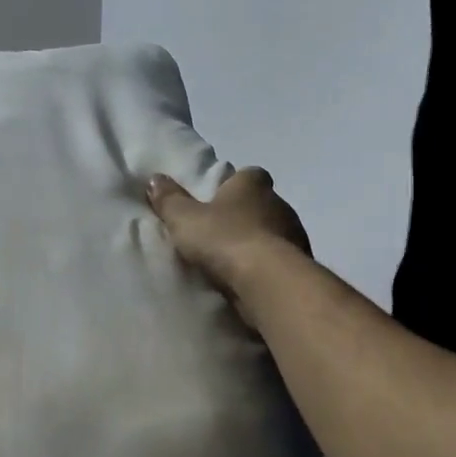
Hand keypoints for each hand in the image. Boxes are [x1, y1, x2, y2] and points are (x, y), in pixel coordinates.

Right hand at [147, 166, 310, 308]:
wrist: (266, 280)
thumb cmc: (223, 238)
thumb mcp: (184, 218)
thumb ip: (169, 199)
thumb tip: (155, 178)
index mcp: (253, 185)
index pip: (249, 175)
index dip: (233, 185)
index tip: (217, 199)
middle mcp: (280, 203)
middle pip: (261, 204)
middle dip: (243, 215)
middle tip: (218, 232)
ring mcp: (294, 234)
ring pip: (273, 232)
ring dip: (257, 242)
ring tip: (231, 260)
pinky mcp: (300, 265)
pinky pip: (279, 259)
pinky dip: (266, 265)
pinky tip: (247, 279)